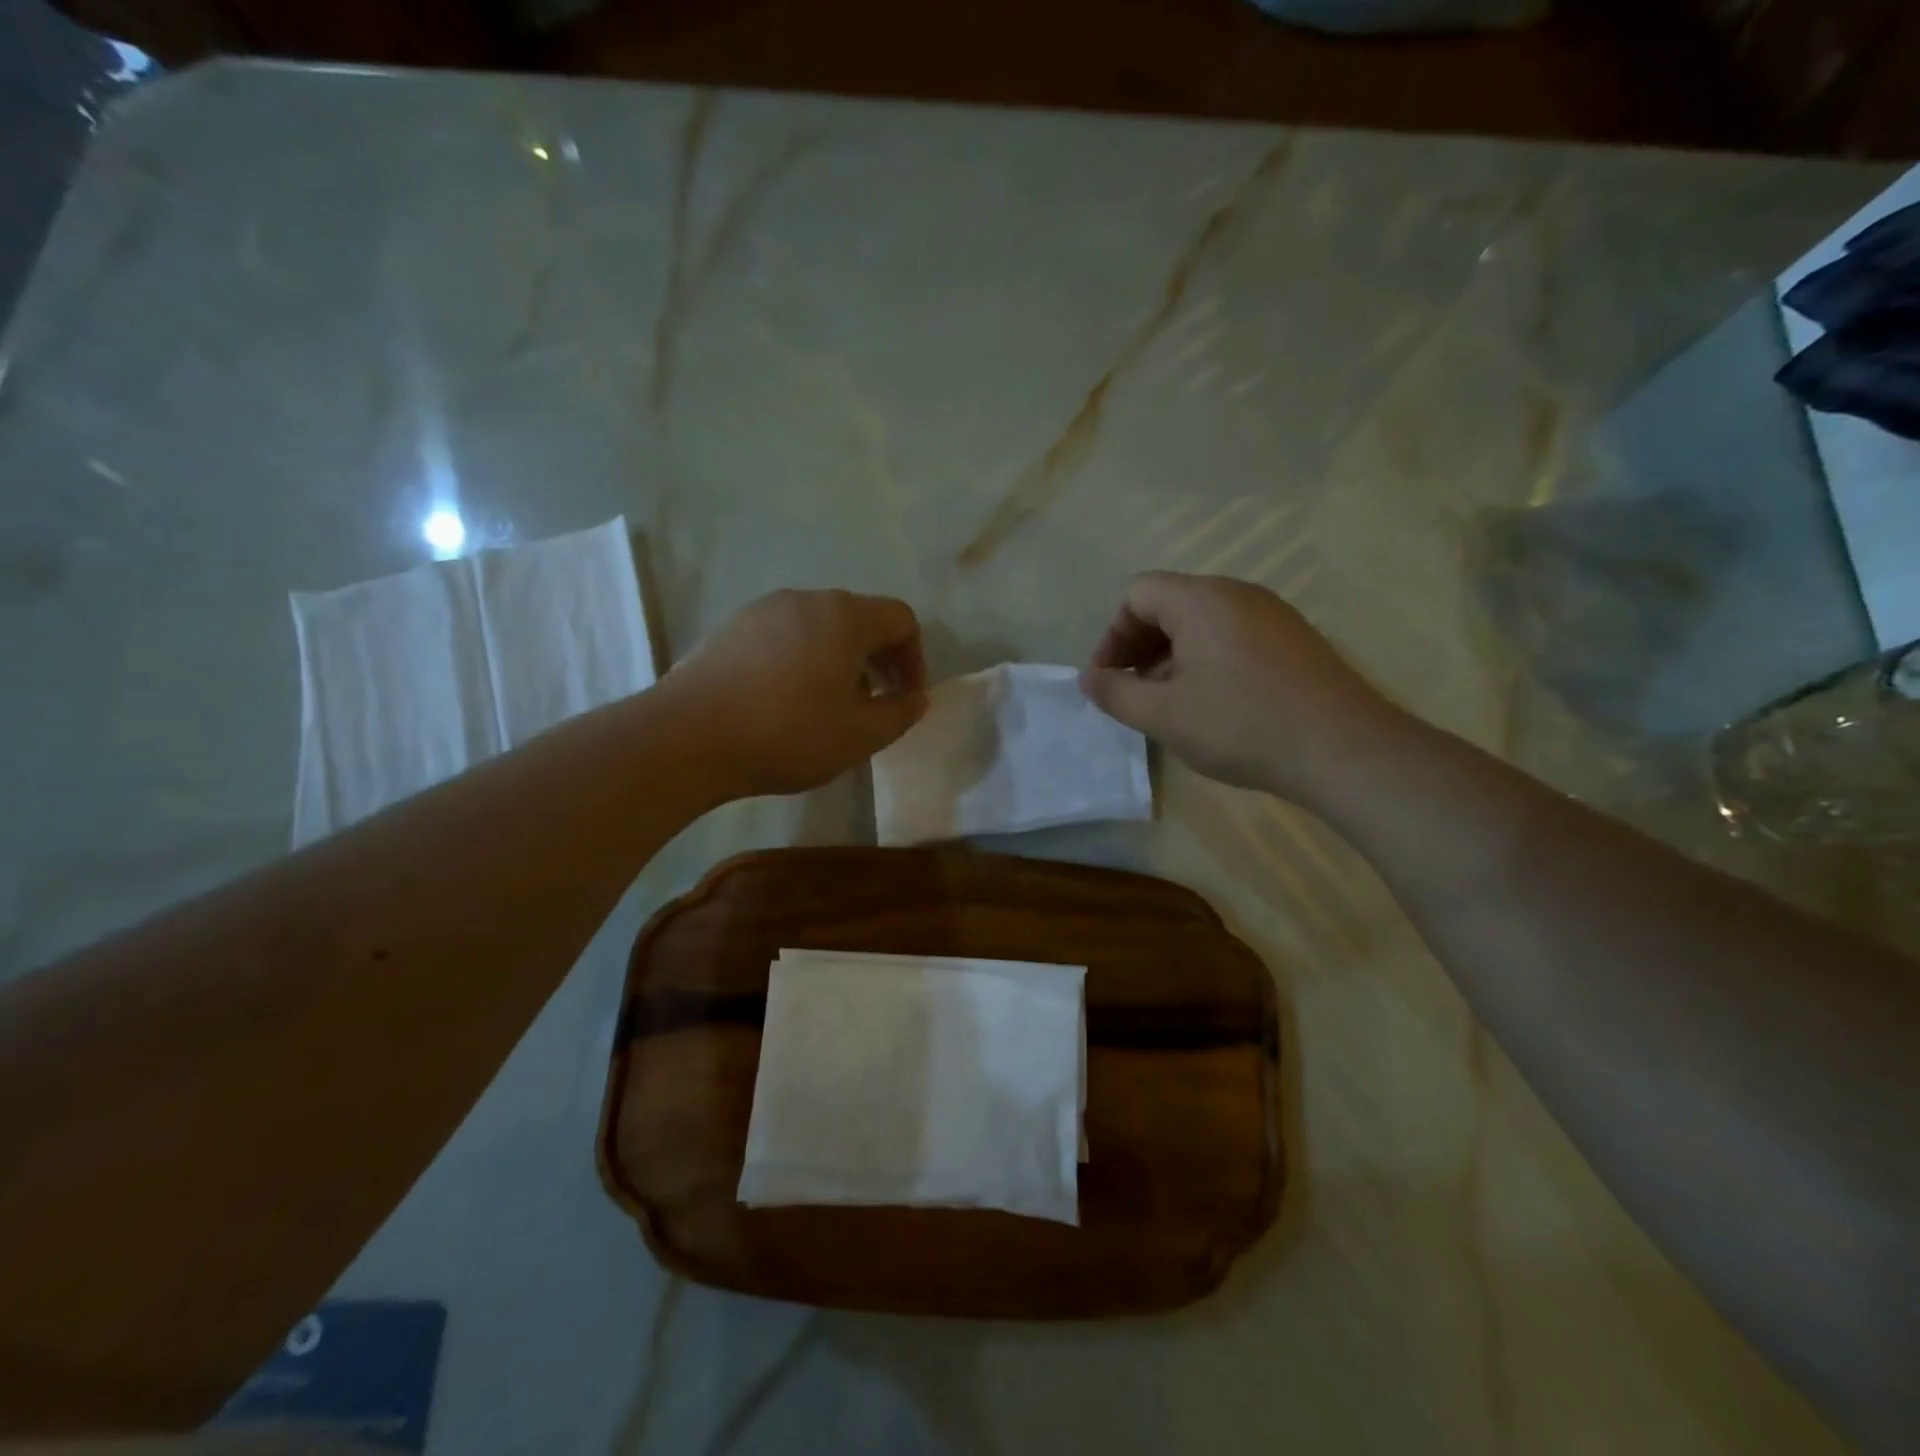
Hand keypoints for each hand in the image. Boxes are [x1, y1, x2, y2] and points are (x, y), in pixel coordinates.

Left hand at [665, 589, 927, 797]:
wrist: (687, 737)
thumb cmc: (787, 734)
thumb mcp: (859, 736)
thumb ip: (899, 714)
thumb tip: (916, 698)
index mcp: (844, 617)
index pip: (901, 619)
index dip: (914, 658)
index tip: (906, 698)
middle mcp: (805, 600)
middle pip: (860, 618)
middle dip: (878, 659)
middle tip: (876, 702)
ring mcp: (762, 610)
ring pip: (819, 626)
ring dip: (839, 660)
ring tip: (829, 705)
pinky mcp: (730, 628)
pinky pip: (783, 635)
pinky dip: (801, 659)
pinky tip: (785, 700)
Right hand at [1079, 572, 1402, 804]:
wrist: (1344, 749)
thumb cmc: (1242, 725)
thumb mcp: (1164, 716)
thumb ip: (1115, 694)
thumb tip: (1088, 678)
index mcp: (1201, 600)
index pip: (1137, 593)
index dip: (1112, 634)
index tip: (1108, 679)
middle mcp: (1237, 593)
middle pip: (1169, 603)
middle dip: (1139, 645)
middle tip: (1131, 691)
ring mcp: (1272, 614)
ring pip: (1202, 621)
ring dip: (1171, 655)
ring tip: (1168, 702)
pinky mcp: (1294, 639)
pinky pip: (1233, 635)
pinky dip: (1206, 659)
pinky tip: (1211, 703)